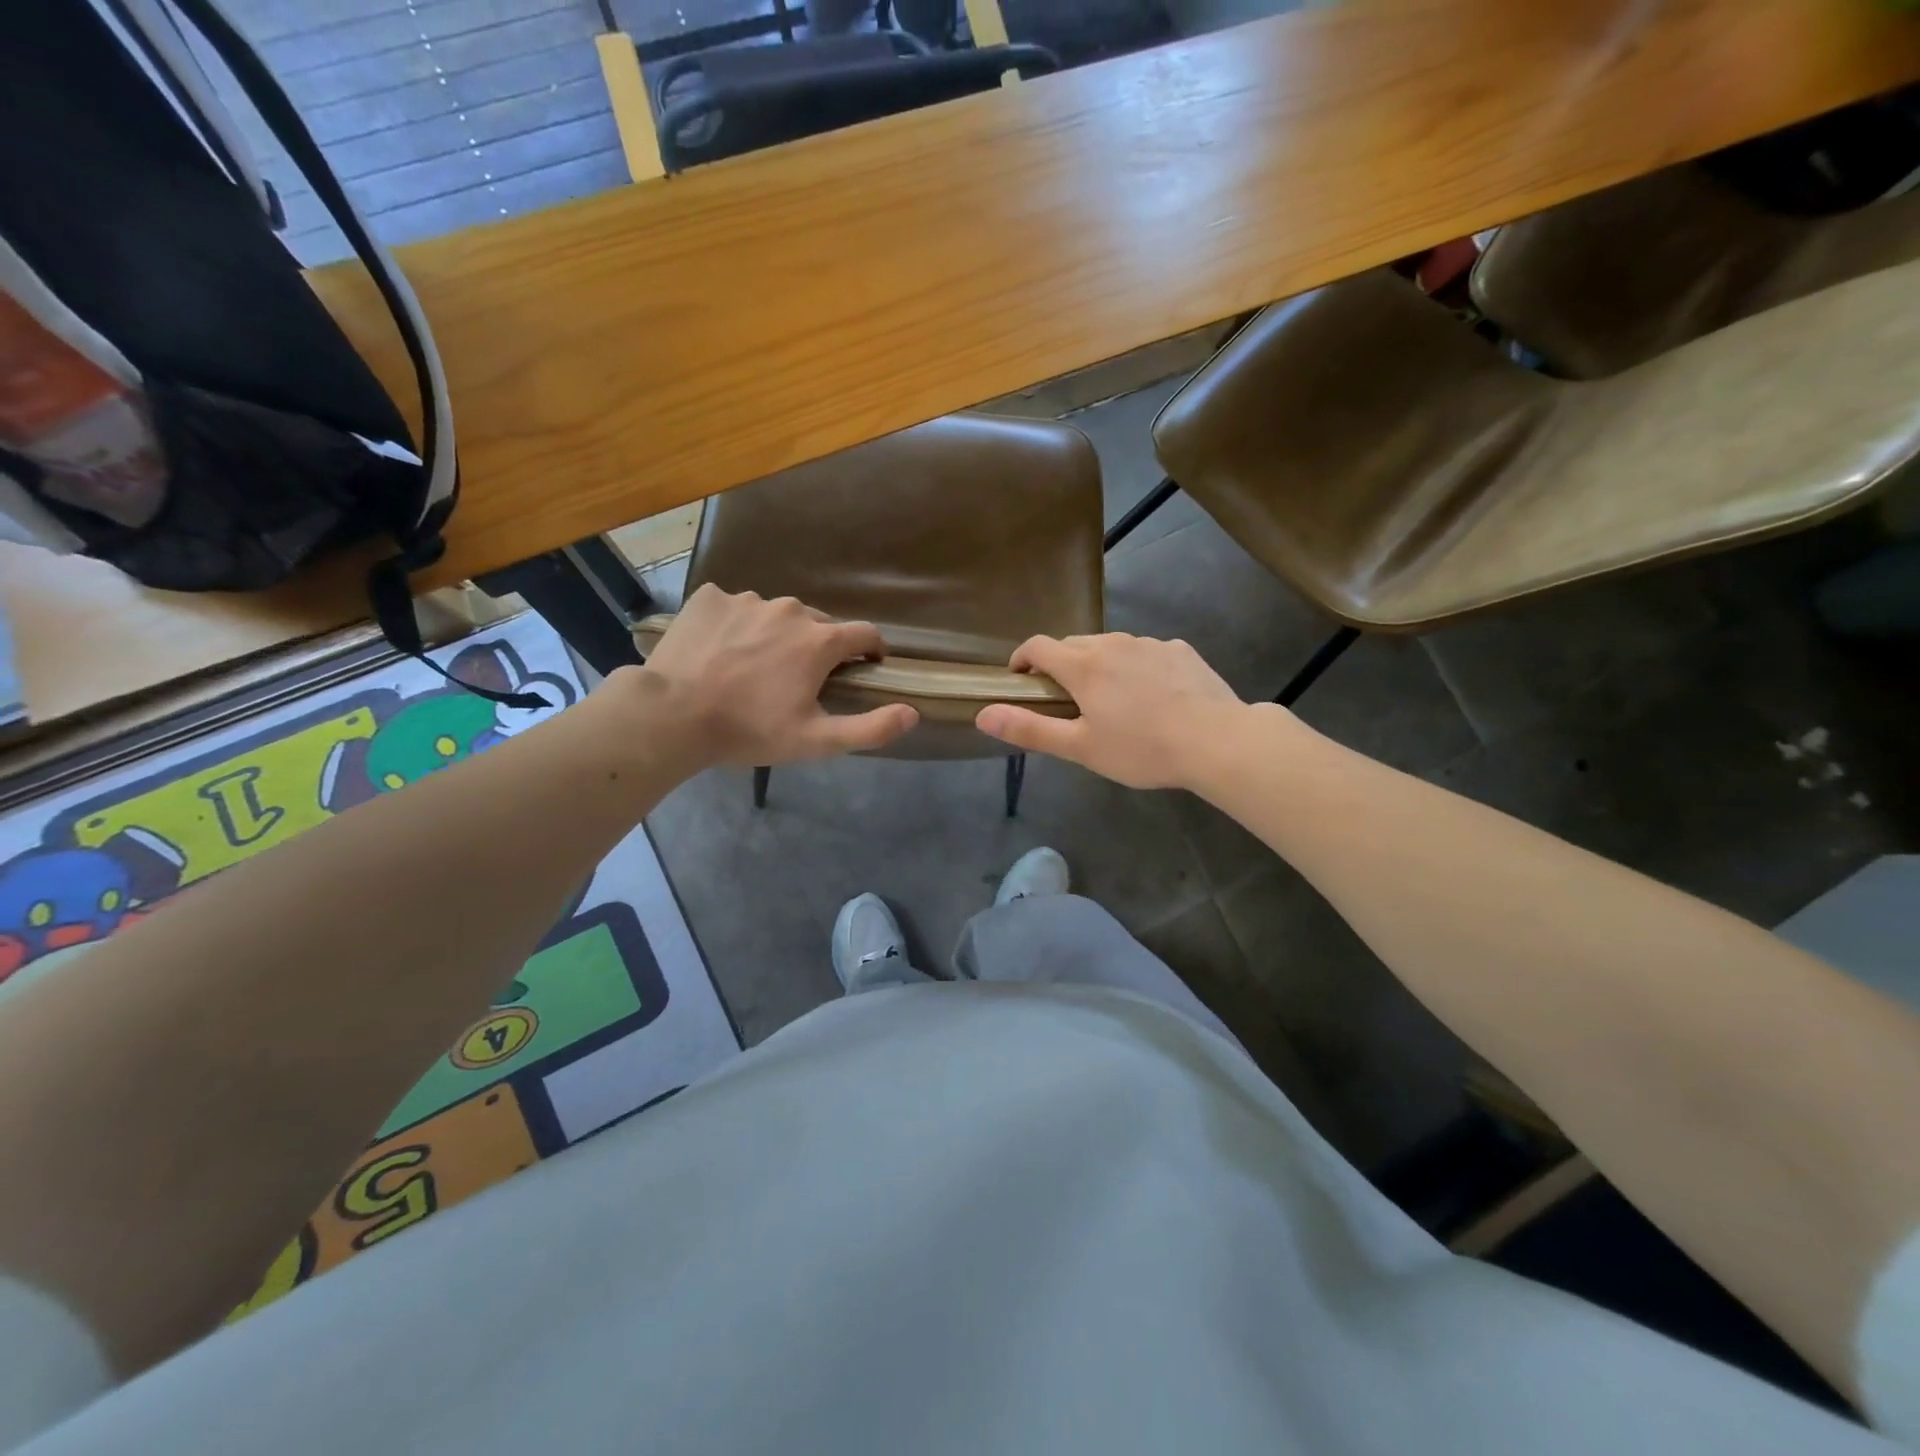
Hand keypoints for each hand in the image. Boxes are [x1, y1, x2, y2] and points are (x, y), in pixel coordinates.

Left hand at [638, 584, 917, 766]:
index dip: (871, 651)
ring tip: (752, 667)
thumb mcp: (816, 741)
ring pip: (776, 614)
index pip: (865, 633)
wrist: (672, 715)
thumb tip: (913, 713)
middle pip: (819, 624)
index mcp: (820, 641)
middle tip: (797, 680)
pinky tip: (720, 651)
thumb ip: (871, 728)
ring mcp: (747, 599)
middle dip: (818, 647)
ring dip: (776, 635)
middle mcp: (790, 609)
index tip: (865, 667)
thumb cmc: (749, 731)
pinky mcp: (710, 597)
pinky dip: (736, 625)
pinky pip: (735, 606)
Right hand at [975, 633, 1253, 788]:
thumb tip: (982, 714)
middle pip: (1073, 645)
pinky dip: (1135, 667)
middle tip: (1064, 699)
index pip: (1038, 646)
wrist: (1217, 740)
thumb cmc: (1141, 748)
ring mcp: (1150, 643)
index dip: (1022, 659)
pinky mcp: (1180, 649)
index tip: (1019, 679)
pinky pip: (1145, 652)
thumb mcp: (1080, 747)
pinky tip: (1152, 696)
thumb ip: (1029, 728)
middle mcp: (1113, 643)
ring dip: (1099, 665)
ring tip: (1111, 700)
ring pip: (1110, 646)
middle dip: (1060, 665)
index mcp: (1083, 665)